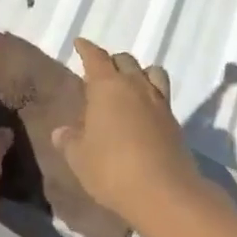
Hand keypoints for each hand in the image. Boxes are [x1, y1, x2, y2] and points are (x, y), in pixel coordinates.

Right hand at [52, 38, 204, 229]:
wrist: (165, 193)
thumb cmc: (112, 169)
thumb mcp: (79, 158)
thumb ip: (69, 141)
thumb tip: (61, 132)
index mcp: (107, 87)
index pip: (95, 57)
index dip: (86, 49)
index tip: (79, 43)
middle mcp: (135, 87)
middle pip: (125, 60)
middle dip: (112, 61)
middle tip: (100, 72)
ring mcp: (159, 104)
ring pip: (151, 73)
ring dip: (139, 73)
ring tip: (129, 85)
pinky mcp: (175, 123)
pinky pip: (162, 97)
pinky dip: (151, 96)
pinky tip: (143, 112)